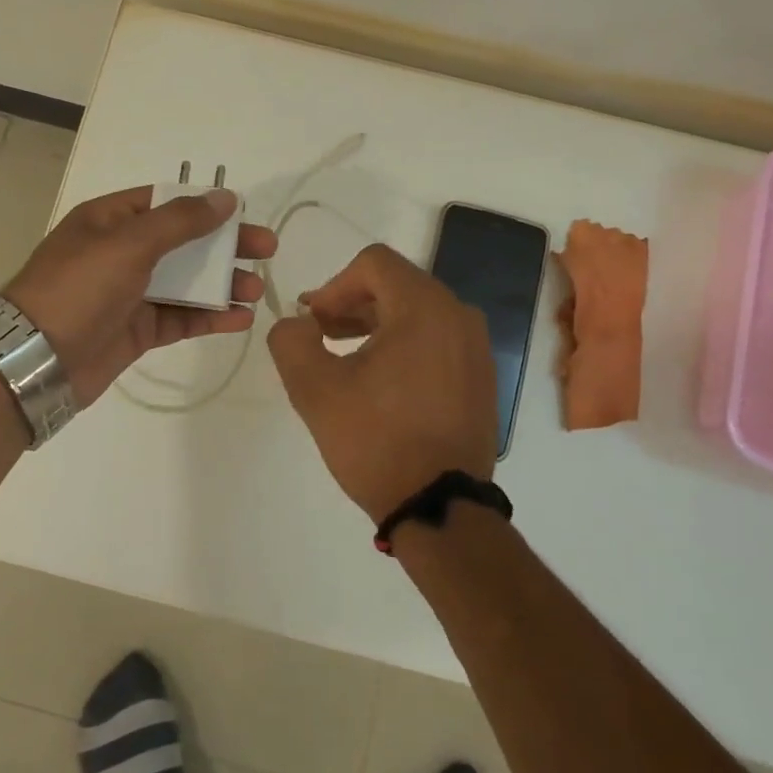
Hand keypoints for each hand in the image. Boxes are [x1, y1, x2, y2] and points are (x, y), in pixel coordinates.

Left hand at [5, 186, 277, 404]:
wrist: (36, 361)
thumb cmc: (80, 288)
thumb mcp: (130, 244)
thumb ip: (181, 220)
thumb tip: (224, 197)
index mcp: (110, 220)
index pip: (166, 202)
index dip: (205, 205)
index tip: (243, 213)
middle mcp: (120, 252)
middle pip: (183, 242)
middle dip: (225, 246)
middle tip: (267, 250)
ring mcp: (129, 293)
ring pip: (186, 282)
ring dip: (222, 284)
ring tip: (255, 289)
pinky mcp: (137, 331)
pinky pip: (180, 318)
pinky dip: (208, 317)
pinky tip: (239, 319)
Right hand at [267, 243, 496, 520]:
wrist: (441, 508)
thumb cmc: (377, 441)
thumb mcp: (315, 389)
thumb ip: (291, 340)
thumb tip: (297, 323)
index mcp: (424, 307)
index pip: (373, 263)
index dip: (333, 285)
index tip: (312, 321)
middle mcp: (459, 315)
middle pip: (396, 284)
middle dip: (351, 304)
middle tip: (320, 334)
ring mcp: (476, 347)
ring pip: (416, 311)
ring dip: (375, 323)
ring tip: (344, 356)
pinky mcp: (481, 376)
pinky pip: (436, 339)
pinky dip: (403, 344)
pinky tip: (380, 380)